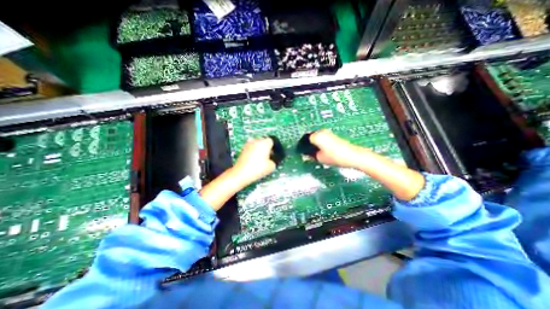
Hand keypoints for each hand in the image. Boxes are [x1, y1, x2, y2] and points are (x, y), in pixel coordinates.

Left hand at [231, 139, 277, 186]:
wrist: (242, 173)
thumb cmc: (257, 168)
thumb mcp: (272, 166)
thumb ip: (274, 160)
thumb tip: (272, 160)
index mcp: (265, 142)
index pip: (272, 141)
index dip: (275, 147)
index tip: (275, 153)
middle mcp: (256, 141)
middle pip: (264, 141)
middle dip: (267, 148)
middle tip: (269, 157)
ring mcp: (248, 144)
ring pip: (257, 145)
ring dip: (260, 150)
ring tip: (262, 159)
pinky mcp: (243, 149)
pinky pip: (251, 148)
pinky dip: (254, 152)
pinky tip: (255, 160)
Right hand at [308, 129, 363, 168]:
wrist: (352, 156)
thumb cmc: (335, 157)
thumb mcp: (319, 158)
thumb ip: (310, 156)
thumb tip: (305, 155)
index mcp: (316, 136)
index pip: (305, 140)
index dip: (303, 147)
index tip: (302, 153)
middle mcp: (321, 132)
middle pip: (310, 137)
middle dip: (308, 145)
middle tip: (308, 153)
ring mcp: (328, 132)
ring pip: (316, 137)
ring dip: (314, 144)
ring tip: (315, 153)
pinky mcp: (333, 135)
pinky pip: (322, 138)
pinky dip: (320, 143)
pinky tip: (322, 150)